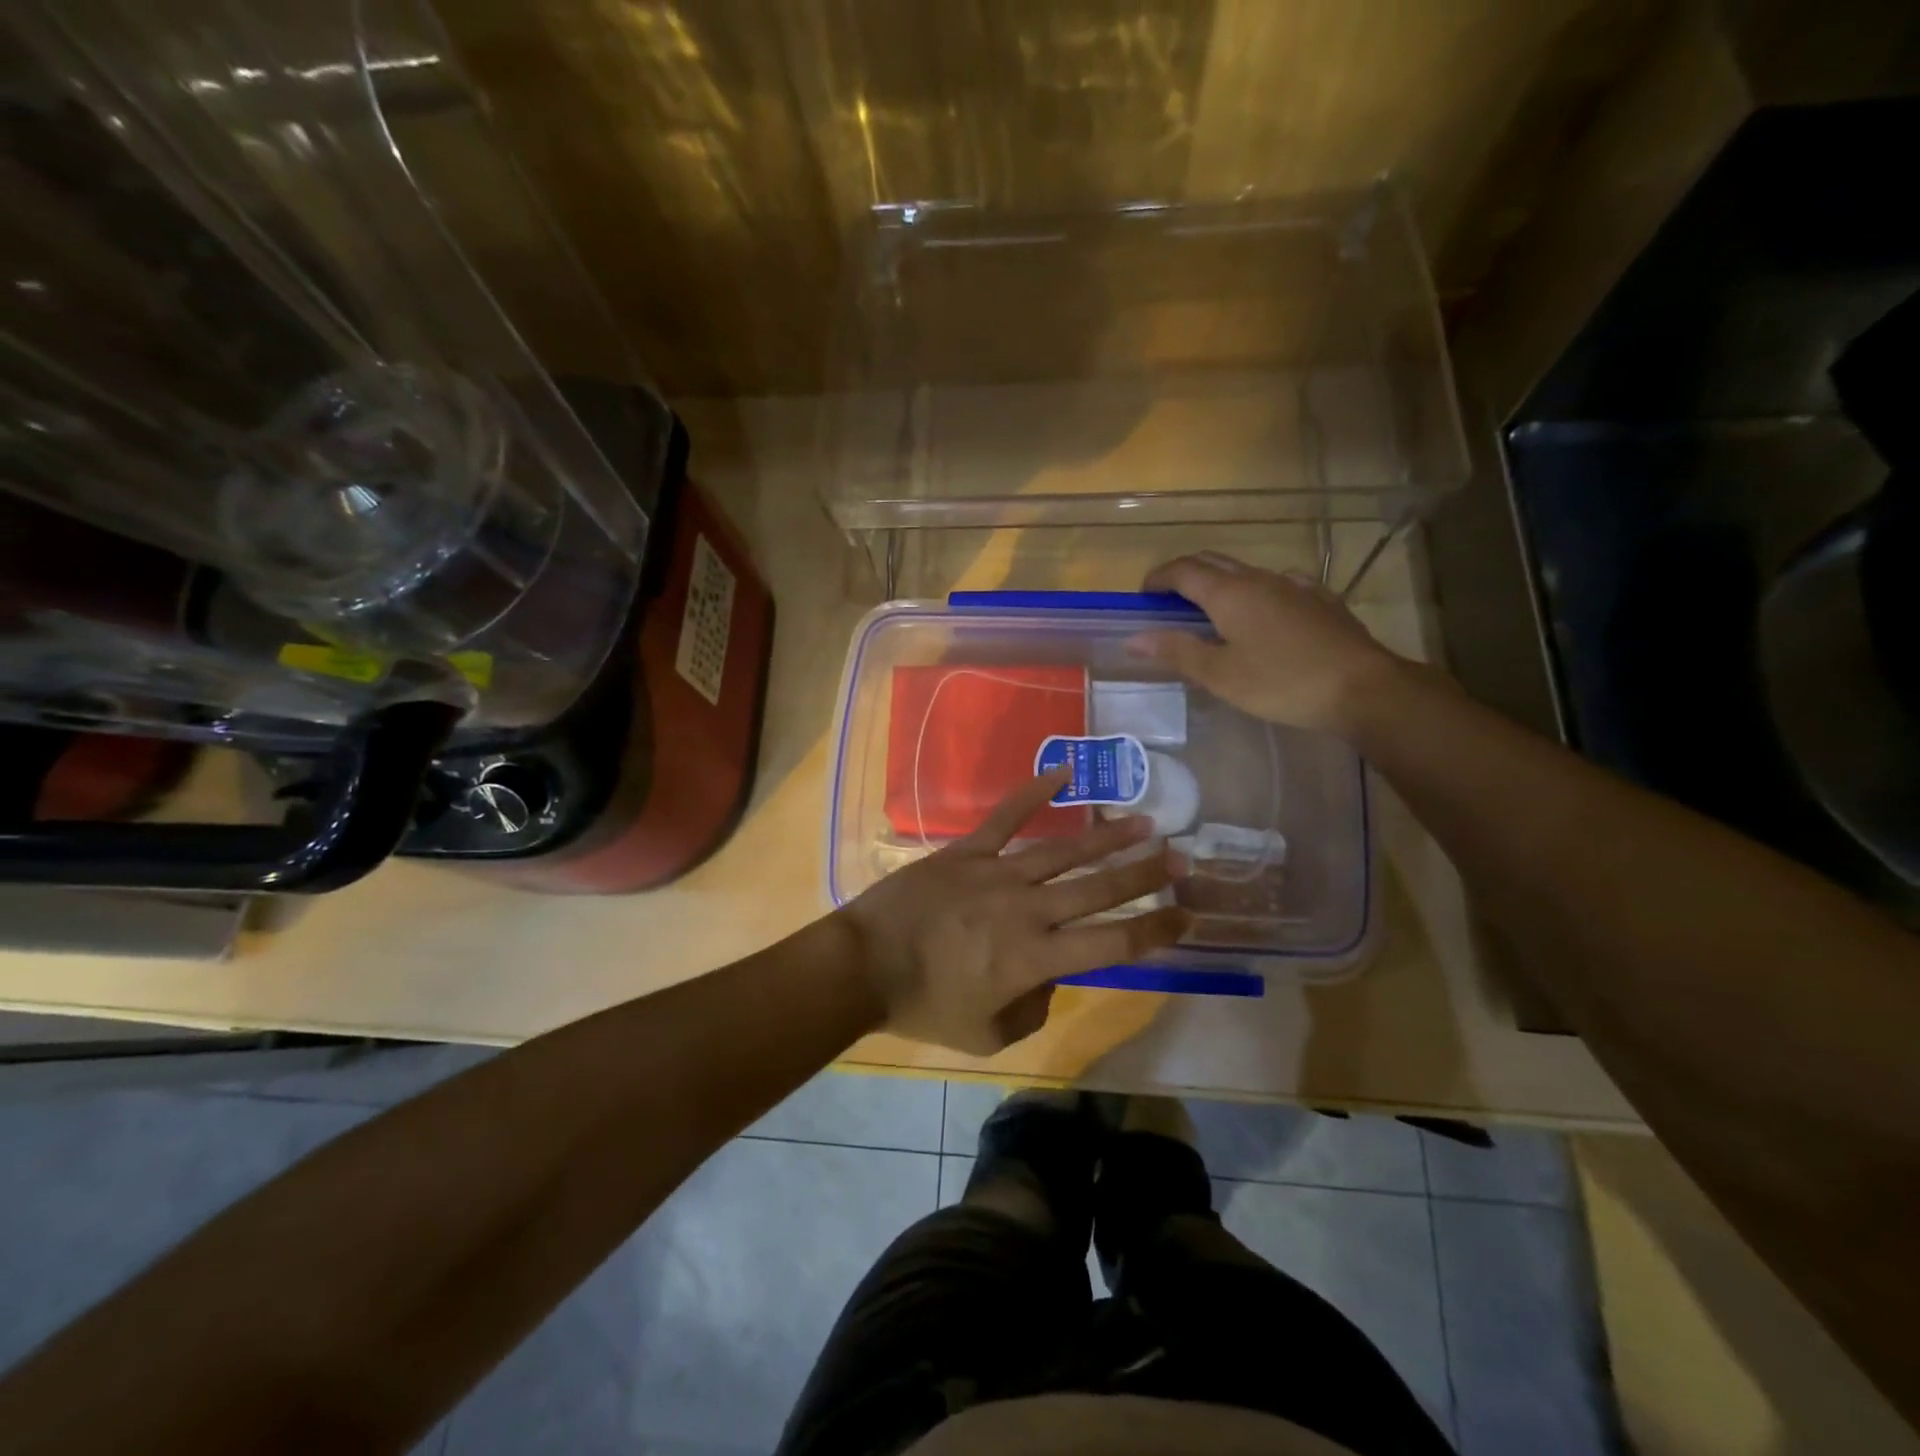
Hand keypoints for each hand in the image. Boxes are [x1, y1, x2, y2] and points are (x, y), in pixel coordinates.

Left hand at [837, 771, 1189, 1054]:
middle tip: (1181, 857)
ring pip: (1063, 850)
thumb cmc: (924, 1006)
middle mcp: (1027, 909)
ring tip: (1143, 821)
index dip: (1155, 931)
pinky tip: (1064, 772)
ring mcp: (997, 873)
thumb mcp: (986, 1034)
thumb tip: (1049, 982)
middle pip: (1098, 889)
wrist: (864, 964)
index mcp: (1036, 958)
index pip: (1112, 944)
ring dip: (1106, 836)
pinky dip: (1034, 792)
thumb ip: (1031, 1012)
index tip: (1187, 916)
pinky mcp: (967, 851)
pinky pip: (1006, 816)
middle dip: (1144, 874)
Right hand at [1131, 552, 1409, 736]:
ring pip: (1246, 572)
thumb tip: (1134, 638)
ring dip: (1220, 583)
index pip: (1183, 570)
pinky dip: (1256, 592)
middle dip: (1185, 574)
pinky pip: (1279, 584)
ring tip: (1212, 611)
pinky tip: (1265, 613)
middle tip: (1169, 600)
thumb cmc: (1281, 683)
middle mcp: (1259, 579)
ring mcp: (1294, 585)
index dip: (1158, 577)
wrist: (1362, 687)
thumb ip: (1176, 651)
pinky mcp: (1321, 599)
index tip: (1143, 595)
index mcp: (1229, 593)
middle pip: (1213, 562)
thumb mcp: (1219, 675)